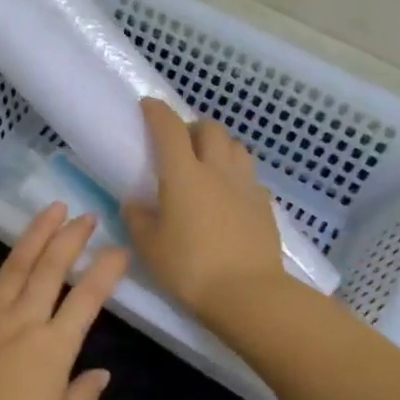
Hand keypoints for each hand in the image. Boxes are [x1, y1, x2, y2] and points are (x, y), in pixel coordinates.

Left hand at [0, 203, 130, 399]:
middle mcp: (24, 320)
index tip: (120, 249)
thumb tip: (103, 372)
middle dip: (71, 238)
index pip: (87, 299)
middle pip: (51, 270)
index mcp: (53, 347)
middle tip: (87, 215)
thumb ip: (82, 397)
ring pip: (15, 266)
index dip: (106, 271)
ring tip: (51, 210)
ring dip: (35, 236)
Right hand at [123, 98, 283, 321]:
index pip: (169, 128)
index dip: (157, 111)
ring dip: (218, 146)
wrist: (248, 294)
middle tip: (179, 144)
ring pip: (235, 147)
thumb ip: (138, 219)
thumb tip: (135, 203)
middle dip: (192, 127)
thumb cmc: (190, 268)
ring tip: (206, 165)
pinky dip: (235, 175)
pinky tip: (227, 195)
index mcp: (184, 174)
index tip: (147, 105)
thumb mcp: (149, 247)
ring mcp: (245, 185)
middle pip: (209, 128)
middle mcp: (217, 170)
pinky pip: (248, 176)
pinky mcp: (264, 204)